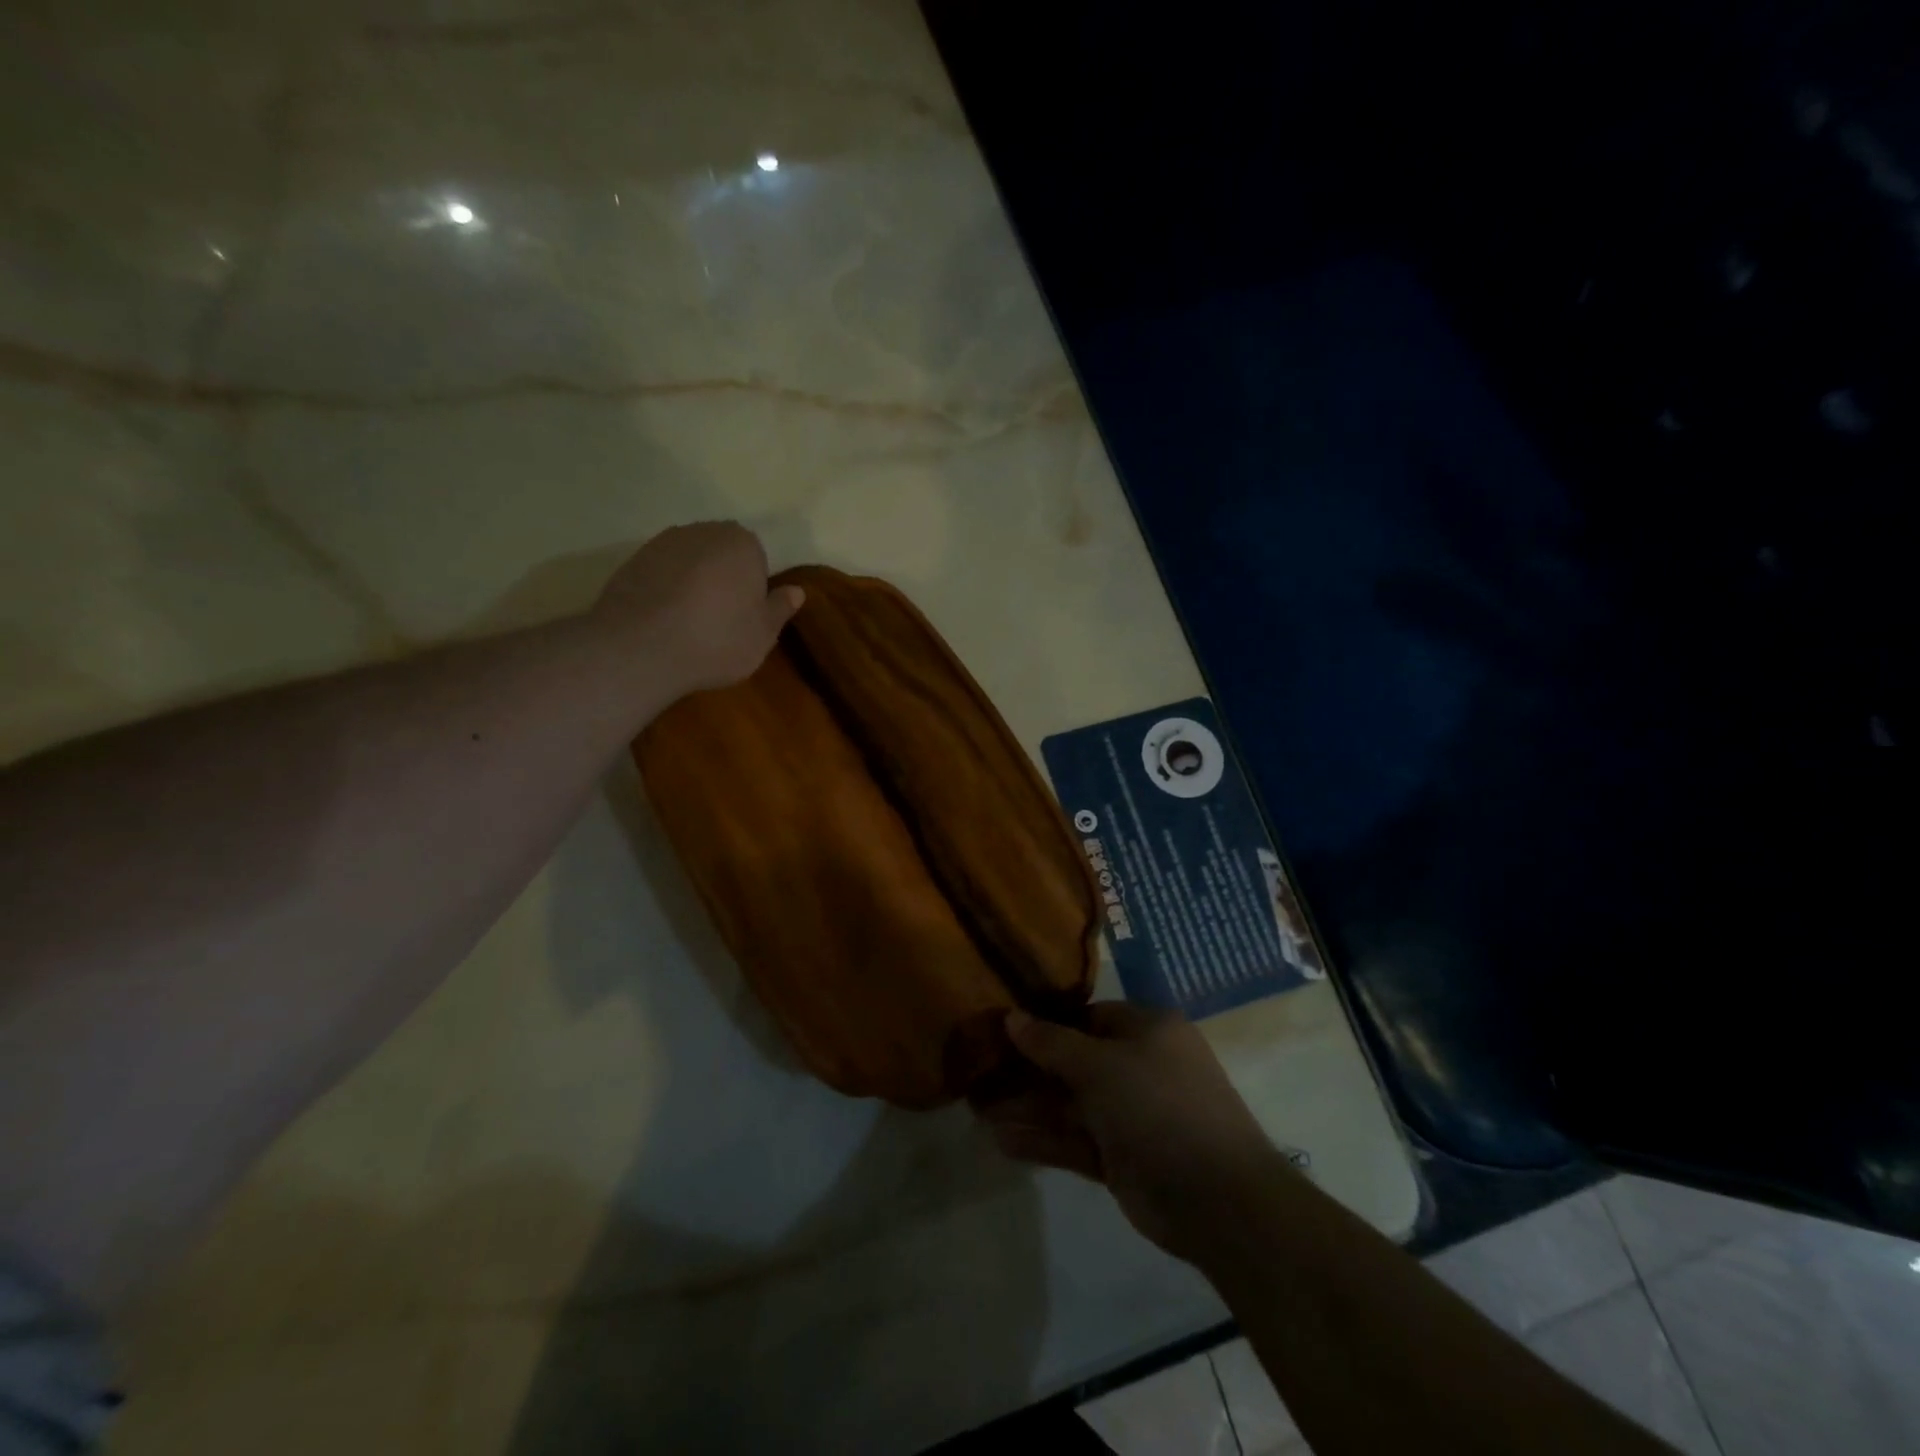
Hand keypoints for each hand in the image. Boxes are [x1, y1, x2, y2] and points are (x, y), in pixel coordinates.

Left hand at [595, 522, 803, 694]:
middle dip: (723, 579)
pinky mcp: (631, 561)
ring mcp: (662, 543)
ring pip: (689, 562)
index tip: (746, 615)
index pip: (757, 558)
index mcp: (742, 543)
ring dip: (692, 584)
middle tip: (721, 620)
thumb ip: (780, 608)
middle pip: (721, 555)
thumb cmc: (717, 640)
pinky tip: (663, 623)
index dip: (753, 587)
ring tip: (689, 624)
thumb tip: (796, 591)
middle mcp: (702, 531)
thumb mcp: (763, 634)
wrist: (640, 648)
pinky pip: (660, 574)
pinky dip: (665, 591)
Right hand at [974, 1003, 1281, 1259]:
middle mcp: (1140, 1067)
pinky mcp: (1122, 1159)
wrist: (1218, 1199)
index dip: (1046, 1022)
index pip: (1088, 1017)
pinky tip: (1001, 1140)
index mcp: (1148, 1030)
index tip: (1003, 1029)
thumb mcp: (1101, 1065)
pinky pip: (1075, 1142)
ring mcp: (1131, 1116)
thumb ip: (1052, 1043)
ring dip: (1028, 1108)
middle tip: (980, 1072)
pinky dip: (1042, 1141)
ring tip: (977, 1110)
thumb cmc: (1158, 1105)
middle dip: (1029, 1071)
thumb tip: (1011, 1016)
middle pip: (1074, 1062)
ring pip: (1071, 1105)